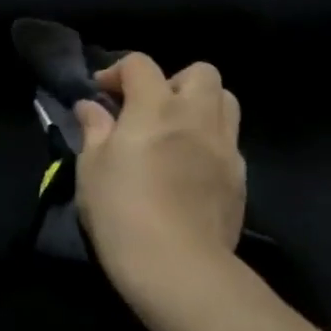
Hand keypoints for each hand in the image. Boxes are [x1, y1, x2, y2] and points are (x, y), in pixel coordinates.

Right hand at [74, 54, 244, 284]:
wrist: (178, 266)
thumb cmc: (122, 212)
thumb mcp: (91, 168)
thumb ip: (94, 130)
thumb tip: (90, 107)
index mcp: (156, 107)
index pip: (141, 64)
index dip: (117, 71)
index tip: (101, 93)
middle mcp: (197, 116)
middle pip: (200, 72)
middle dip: (173, 80)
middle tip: (149, 109)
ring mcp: (225, 146)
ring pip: (225, 101)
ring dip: (201, 105)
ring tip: (176, 132)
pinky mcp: (240, 177)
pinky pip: (230, 142)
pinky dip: (211, 141)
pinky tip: (191, 168)